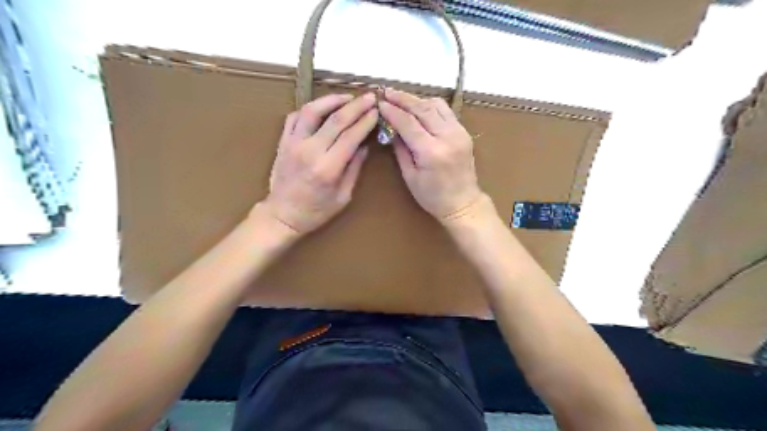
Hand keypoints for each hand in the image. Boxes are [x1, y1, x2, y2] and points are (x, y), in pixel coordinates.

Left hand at [257, 91, 376, 233]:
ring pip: (313, 110)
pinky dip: (310, 108)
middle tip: (369, 98)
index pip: (351, 136)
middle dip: (356, 106)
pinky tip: (322, 107)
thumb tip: (364, 146)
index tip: (377, 112)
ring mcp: (293, 143)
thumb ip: (354, 169)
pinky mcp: (283, 141)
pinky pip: (295, 116)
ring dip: (332, 100)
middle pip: (336, 119)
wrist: (282, 215)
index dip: (366, 121)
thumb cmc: (316, 211)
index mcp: (328, 168)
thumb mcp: (343, 196)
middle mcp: (310, 150)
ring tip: (347, 97)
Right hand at [380, 87, 480, 222]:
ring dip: (417, 99)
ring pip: (436, 105)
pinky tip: (419, 107)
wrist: (463, 203)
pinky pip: (446, 111)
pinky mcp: (464, 132)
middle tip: (386, 92)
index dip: (392, 111)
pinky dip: (430, 105)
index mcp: (431, 152)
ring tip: (400, 98)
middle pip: (423, 108)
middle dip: (402, 98)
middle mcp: (447, 137)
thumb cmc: (432, 197)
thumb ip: (400, 150)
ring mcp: (459, 132)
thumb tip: (391, 128)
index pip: (408, 123)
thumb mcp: (410, 177)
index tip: (379, 103)